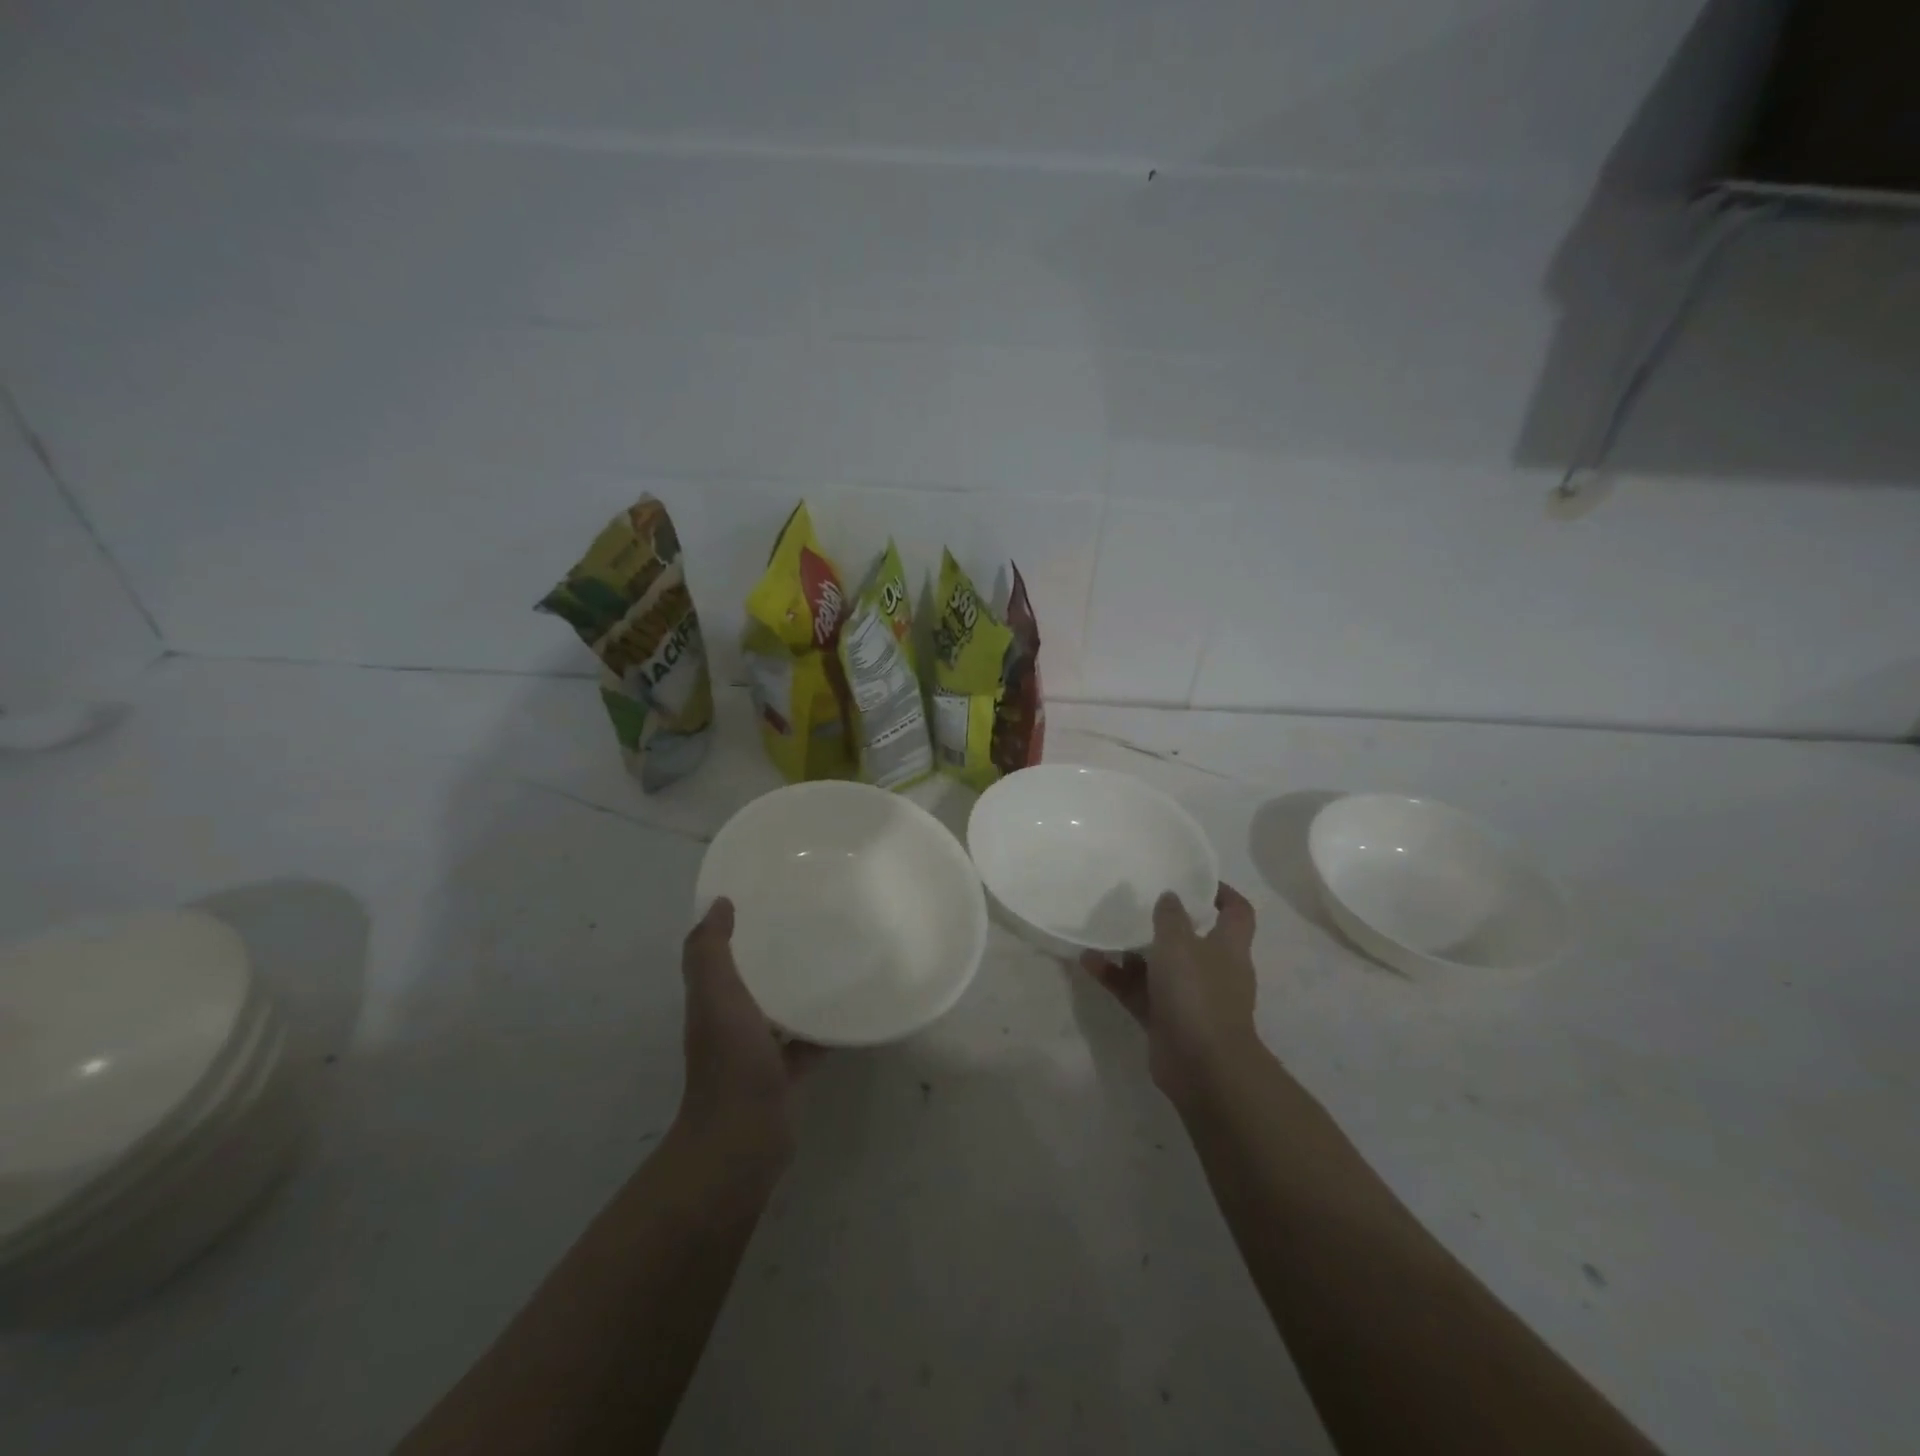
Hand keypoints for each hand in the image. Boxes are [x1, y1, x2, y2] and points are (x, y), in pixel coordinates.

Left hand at [677, 899, 819, 1166]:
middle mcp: (732, 1022)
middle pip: (754, 979)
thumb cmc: (731, 1061)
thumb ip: (711, 952)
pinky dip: (826, 1027)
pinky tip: (853, 1007)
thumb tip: (718, 904)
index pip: (722, 954)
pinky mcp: (786, 1073)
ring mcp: (759, 1051)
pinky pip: (809, 1041)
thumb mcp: (716, 996)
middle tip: (812, 920)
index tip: (768, 895)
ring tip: (838, 957)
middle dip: (774, 953)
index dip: (737, 926)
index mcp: (714, 1001)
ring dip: (801, 988)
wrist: (744, 1138)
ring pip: (782, 1009)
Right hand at [1080, 883, 1261, 1107]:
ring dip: (1132, 951)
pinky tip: (1088, 962)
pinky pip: (1138, 991)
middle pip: (1192, 939)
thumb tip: (1170, 897)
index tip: (1196, 881)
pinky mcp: (1165, 1020)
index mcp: (1228, 947)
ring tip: (1104, 931)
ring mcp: (1188, 998)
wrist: (1202, 1066)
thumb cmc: (1197, 993)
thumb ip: (1170, 917)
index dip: (1222, 894)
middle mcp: (1212, 970)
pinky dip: (1116, 978)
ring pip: (1159, 966)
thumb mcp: (1179, 943)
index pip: (1237, 912)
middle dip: (1164, 923)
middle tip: (1136, 903)